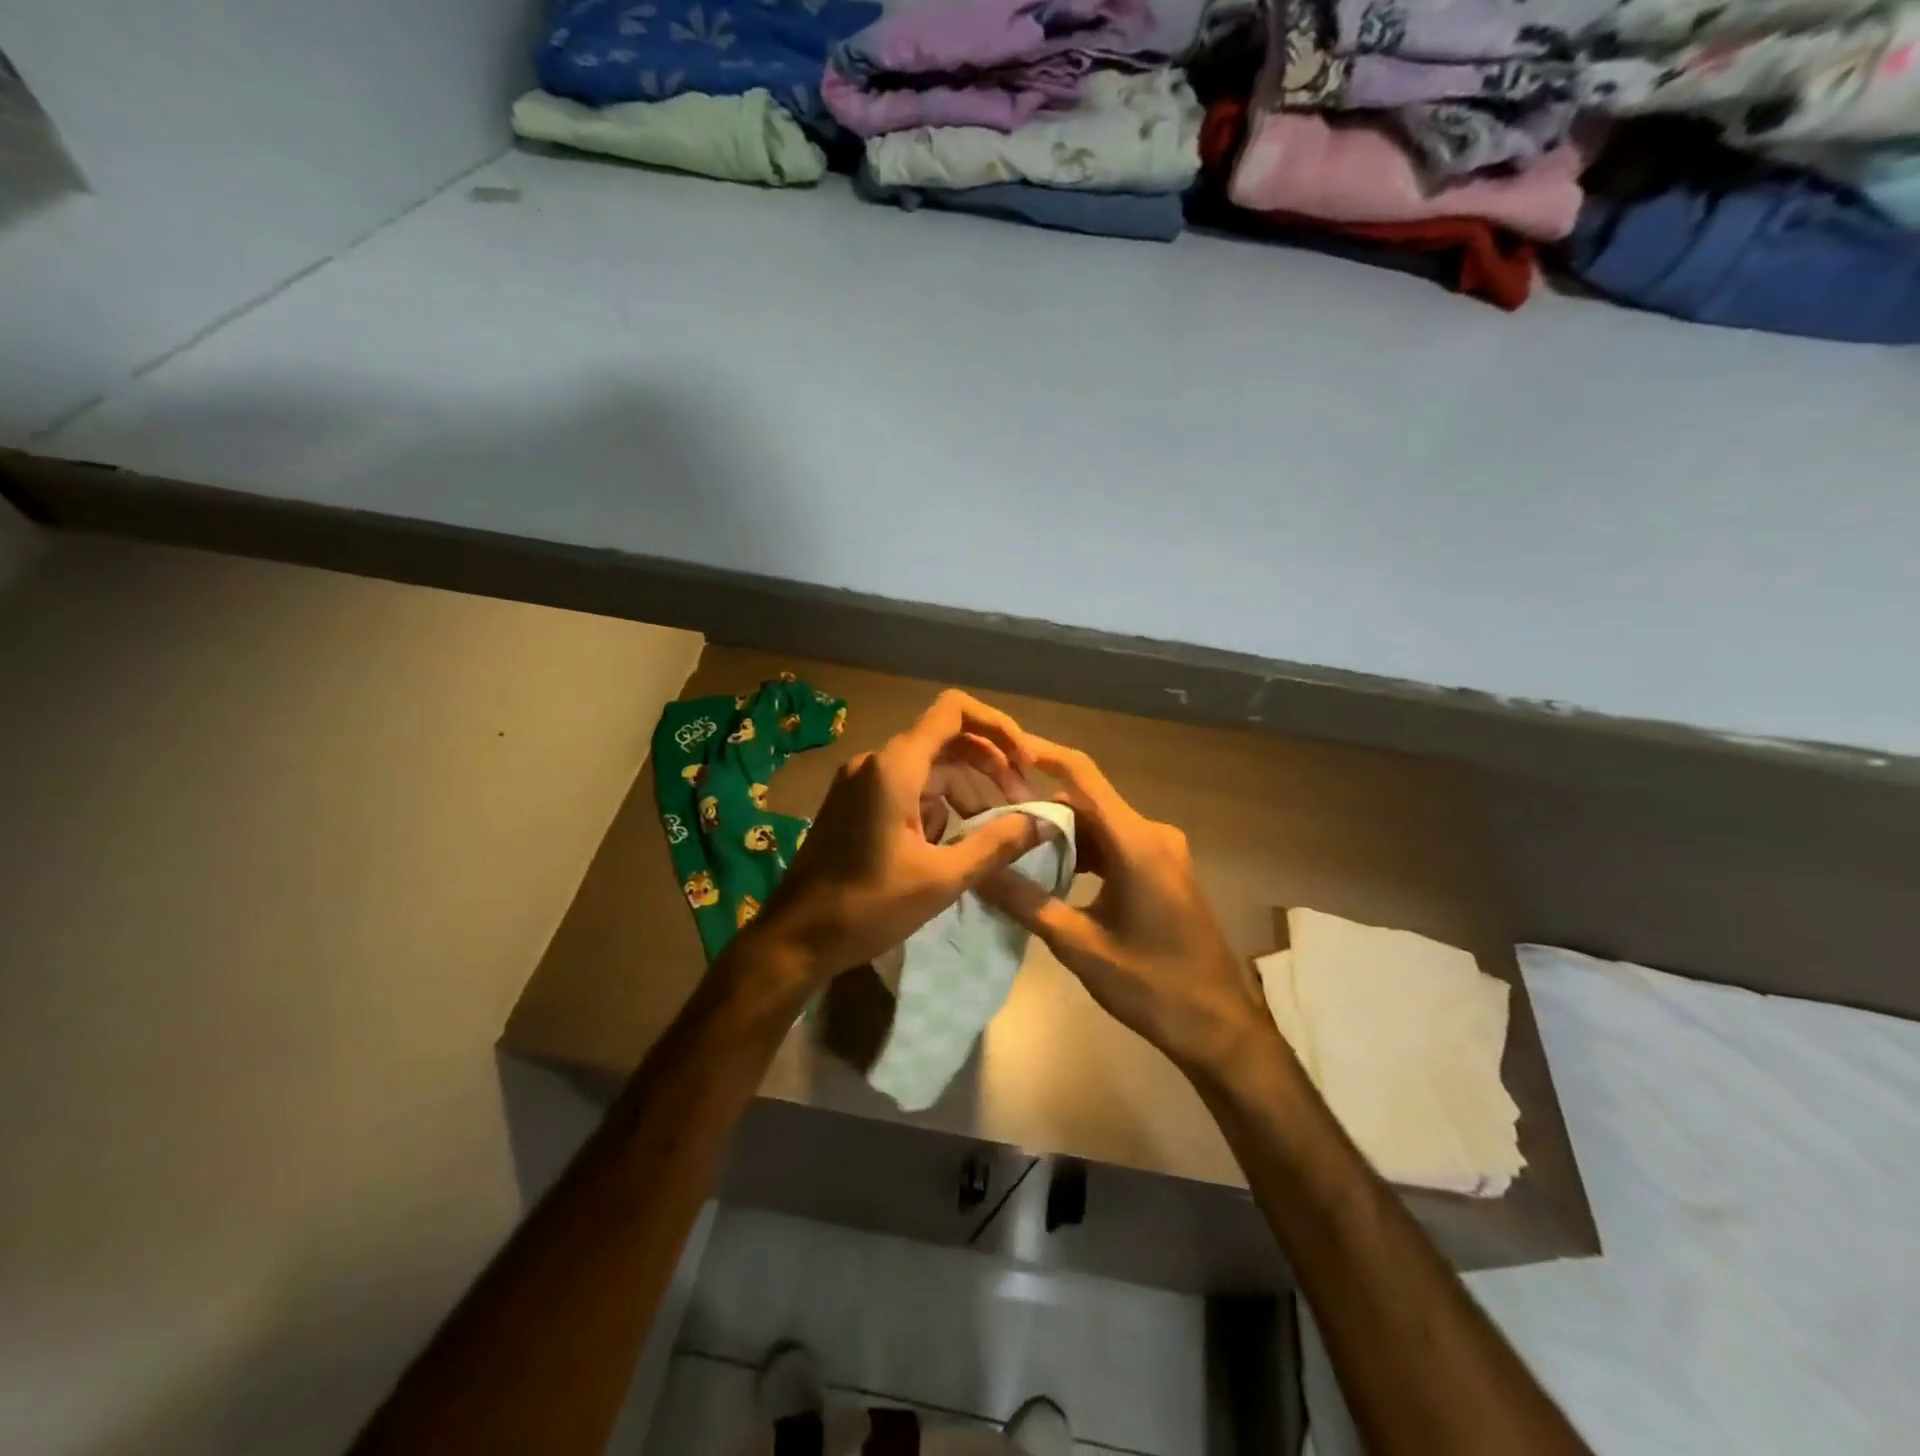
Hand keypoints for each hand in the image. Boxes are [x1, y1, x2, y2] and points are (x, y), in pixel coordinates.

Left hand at [730, 690, 1048, 996]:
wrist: (796, 937)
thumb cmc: (868, 906)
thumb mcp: (942, 878)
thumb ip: (997, 844)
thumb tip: (1044, 822)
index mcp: (895, 767)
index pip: (954, 712)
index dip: (998, 727)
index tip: (1025, 765)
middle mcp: (875, 762)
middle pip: (946, 740)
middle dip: (989, 766)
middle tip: (1021, 805)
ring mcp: (861, 782)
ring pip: (929, 769)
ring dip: (965, 793)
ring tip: (992, 834)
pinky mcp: (854, 803)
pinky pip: (907, 789)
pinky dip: (937, 808)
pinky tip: (950, 847)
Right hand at [977, 736, 1270, 1078]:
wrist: (1219, 1026)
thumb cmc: (1153, 986)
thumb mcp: (1081, 947)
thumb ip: (1027, 903)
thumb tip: (978, 871)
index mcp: (1137, 843)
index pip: (1082, 775)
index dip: (1042, 754)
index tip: (1003, 747)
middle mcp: (1153, 834)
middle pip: (1087, 802)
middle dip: (1040, 809)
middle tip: (992, 822)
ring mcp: (1163, 851)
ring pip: (1100, 825)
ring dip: (1061, 835)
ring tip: (1013, 851)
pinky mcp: (1164, 869)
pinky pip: (1116, 844)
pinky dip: (1084, 853)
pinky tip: (1054, 875)